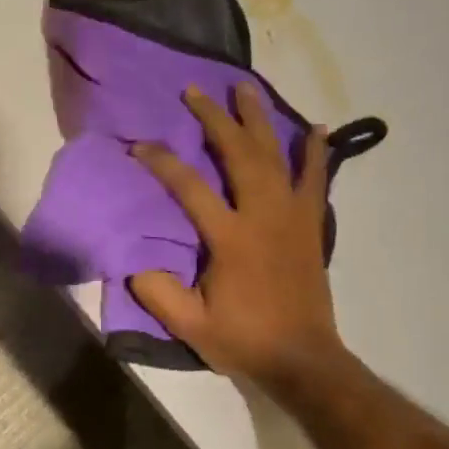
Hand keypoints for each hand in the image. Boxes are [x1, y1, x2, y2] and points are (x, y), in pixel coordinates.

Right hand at [129, 85, 347, 393]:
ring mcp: (292, 215)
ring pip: (275, 155)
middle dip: (215, 119)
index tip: (139, 145)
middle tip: (196, 91)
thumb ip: (159, 293)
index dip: (162, 162)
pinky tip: (315, 127)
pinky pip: (315, 178)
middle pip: (238, 153)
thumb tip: (133, 264)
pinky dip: (314, 152)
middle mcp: (263, 214)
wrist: (304, 359)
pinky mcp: (311, 223)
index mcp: (231, 237)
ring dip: (259, 119)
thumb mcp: (191, 326)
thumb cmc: (245, 339)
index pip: (189, 187)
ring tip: (246, 88)